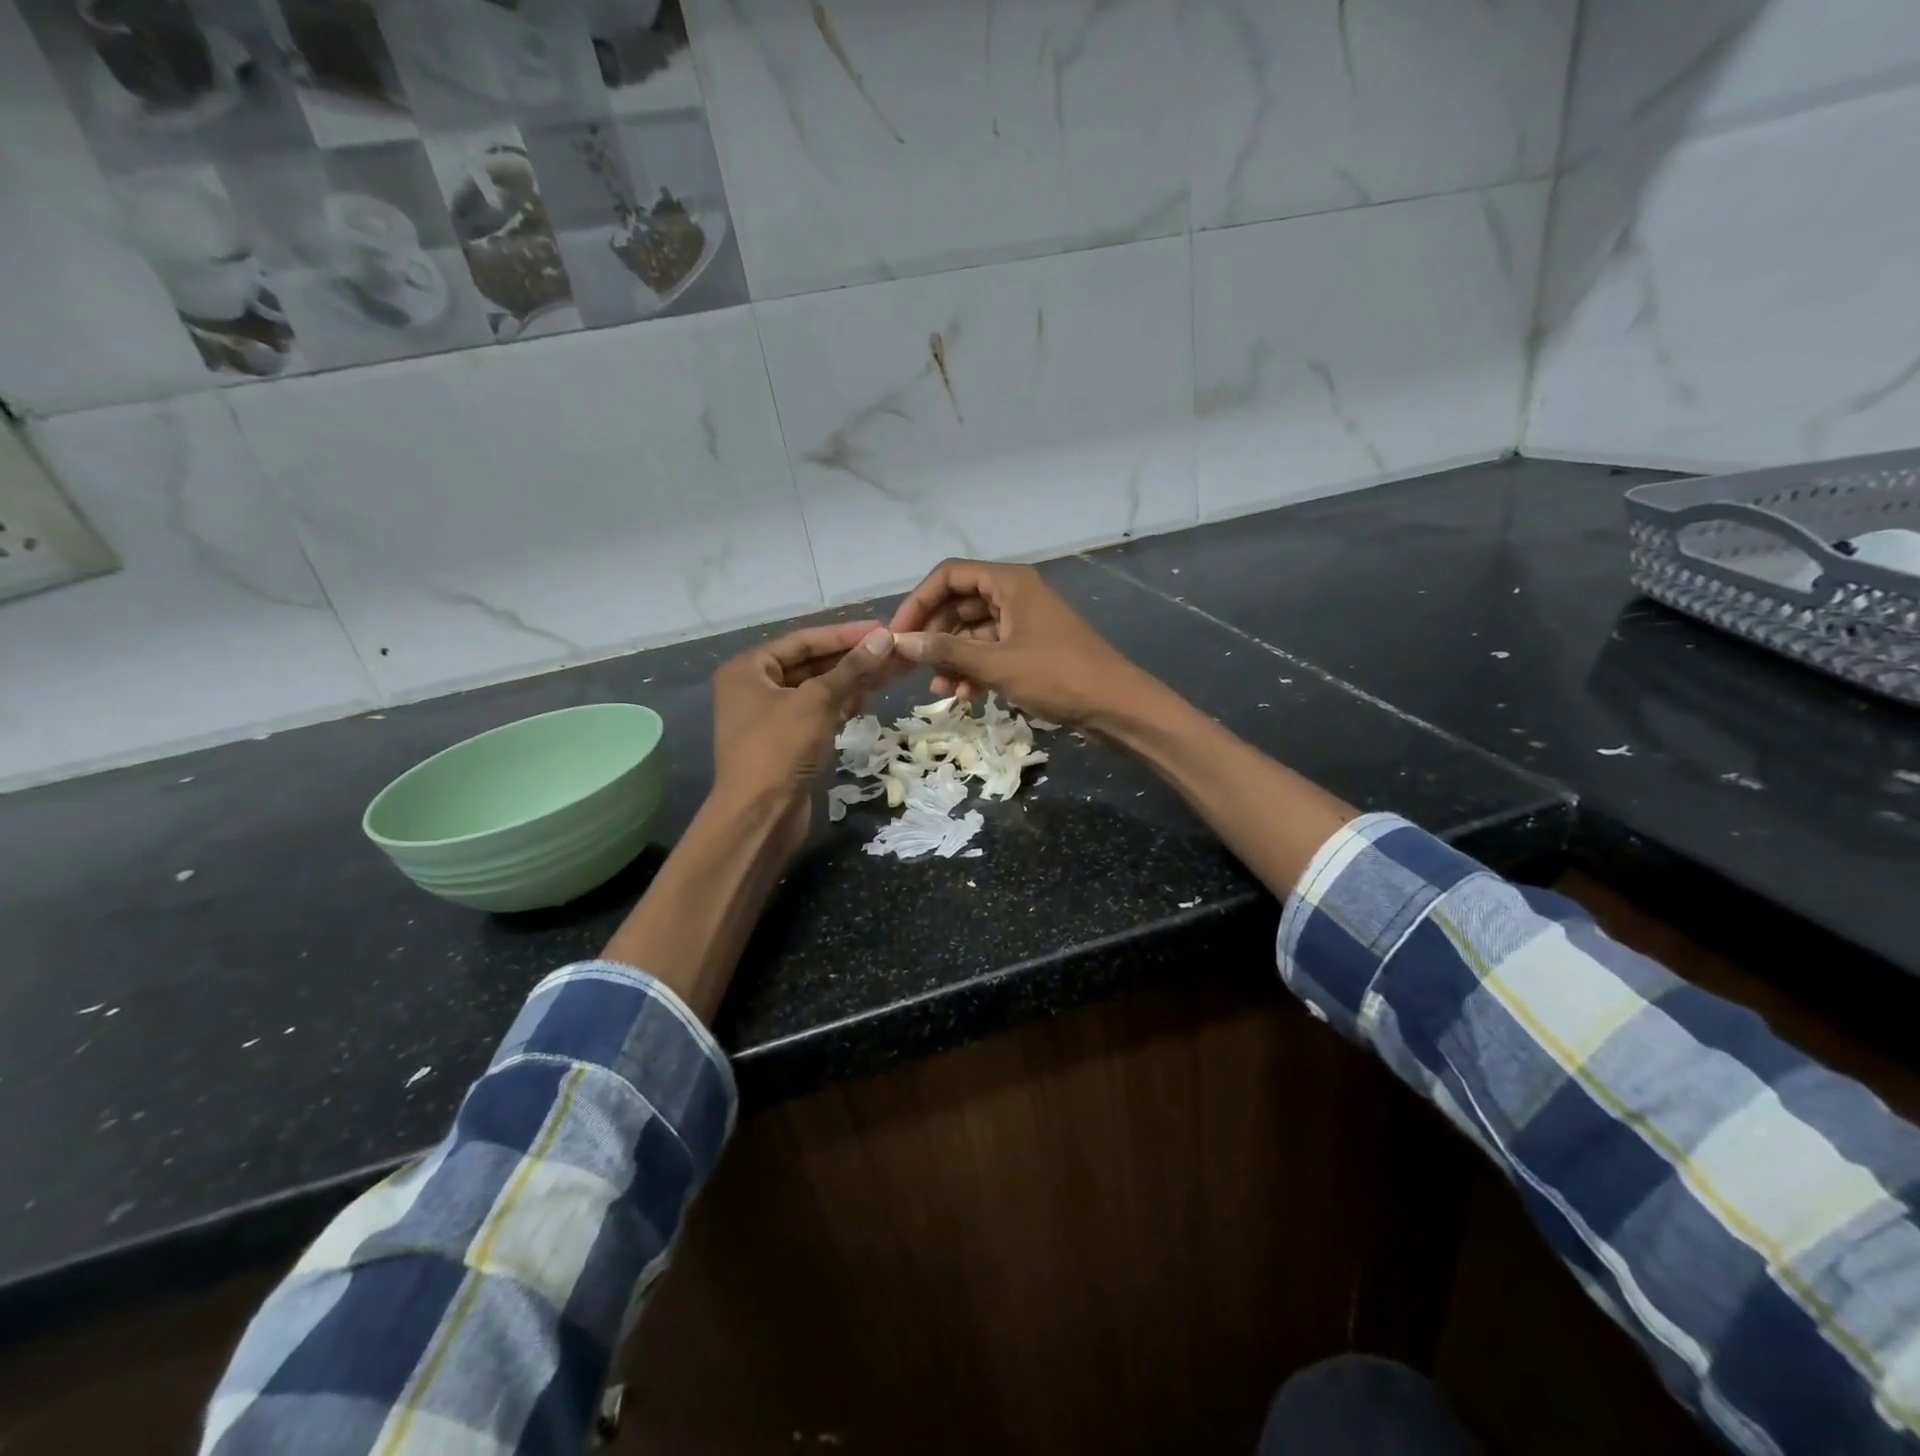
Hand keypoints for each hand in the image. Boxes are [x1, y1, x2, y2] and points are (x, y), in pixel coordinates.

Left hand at [710, 620, 895, 847]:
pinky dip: (840, 706)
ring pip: (817, 690)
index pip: (804, 640)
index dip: (845, 634)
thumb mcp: (817, 701)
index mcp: (749, 669)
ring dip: (851, 682)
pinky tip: (867, 700)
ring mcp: (769, 717)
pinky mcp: (785, 742)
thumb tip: (885, 638)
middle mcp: (754, 687)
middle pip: (811, 664)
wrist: (760, 816)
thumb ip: (851, 668)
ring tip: (890, 674)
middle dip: (852, 659)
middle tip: (893, 653)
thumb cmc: (780, 748)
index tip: (882, 629)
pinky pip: (816, 713)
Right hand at [887, 559, 1150, 728]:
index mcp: (1009, 582)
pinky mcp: (1030, 648)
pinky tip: (963, 695)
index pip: (949, 575)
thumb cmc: (1057, 676)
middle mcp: (1014, 594)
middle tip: (910, 664)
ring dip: (952, 657)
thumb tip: (900, 642)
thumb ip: (947, 651)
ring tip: (938, 688)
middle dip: (934, 634)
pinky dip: (974, 669)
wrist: (1115, 705)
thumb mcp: (997, 664)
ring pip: (973, 631)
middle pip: (959, 603)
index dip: (919, 601)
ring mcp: (1024, 622)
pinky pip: (991, 650)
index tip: (898, 633)